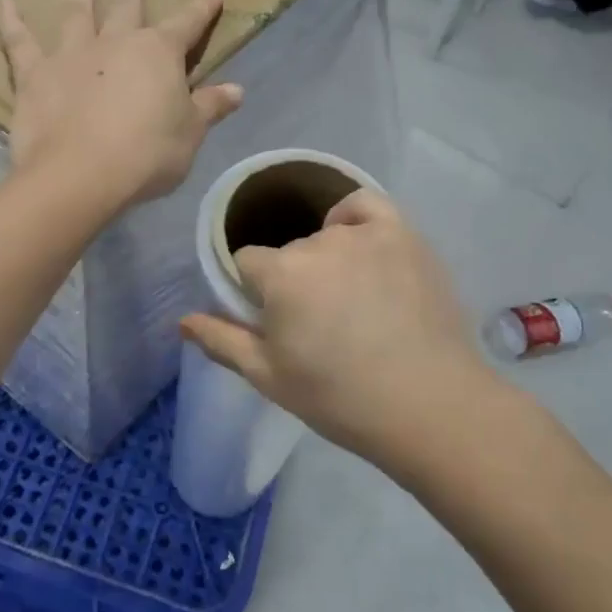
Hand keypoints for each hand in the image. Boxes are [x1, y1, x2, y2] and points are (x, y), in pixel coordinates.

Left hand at [0, 0, 243, 207]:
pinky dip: (11, 22)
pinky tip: (4, 2)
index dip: (201, 10)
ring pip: (76, 13)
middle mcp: (115, 43)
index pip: (187, 25)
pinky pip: (19, 43)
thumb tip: (237, 90)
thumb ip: (210, 108)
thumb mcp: (189, 135)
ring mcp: (71, 55)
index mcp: (158, 54)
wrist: (81, 174)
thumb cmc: (146, 156)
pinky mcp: (34, 75)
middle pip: (125, 4)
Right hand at [180, 190, 501, 475]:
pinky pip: (366, 205)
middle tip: (316, 323)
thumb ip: (221, 341)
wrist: (429, 406)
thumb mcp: (268, 377)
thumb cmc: (338, 398)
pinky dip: (354, 217)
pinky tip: (357, 243)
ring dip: (325, 259)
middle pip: (288, 253)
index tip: (272, 321)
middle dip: (291, 281)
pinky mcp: (404, 236)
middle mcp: (317, 243)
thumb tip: (182, 320)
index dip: (253, 292)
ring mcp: (365, 235)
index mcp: (280, 274)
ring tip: (347, 298)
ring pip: (325, 235)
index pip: (246, 263)